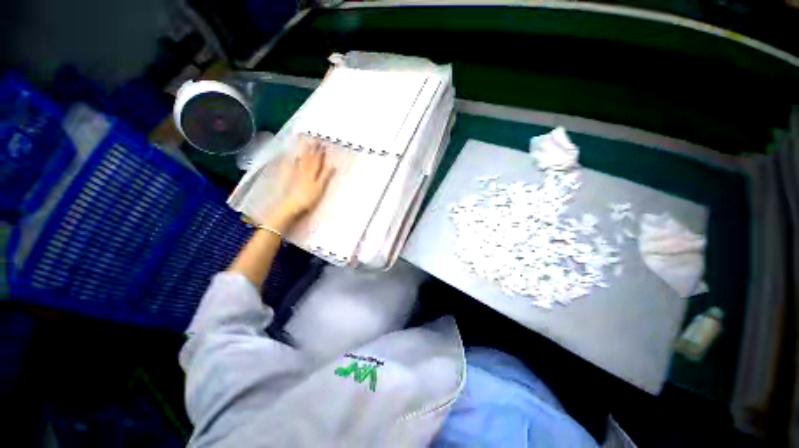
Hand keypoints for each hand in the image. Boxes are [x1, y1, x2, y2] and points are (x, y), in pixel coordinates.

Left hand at [269, 137, 334, 229]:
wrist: (291, 204)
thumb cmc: (309, 197)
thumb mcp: (320, 187)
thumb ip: (325, 175)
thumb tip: (333, 165)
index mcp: (312, 171)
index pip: (317, 159)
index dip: (321, 152)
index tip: (324, 144)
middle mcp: (304, 169)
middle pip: (309, 157)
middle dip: (313, 148)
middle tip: (315, 139)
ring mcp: (296, 172)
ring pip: (301, 159)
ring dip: (304, 150)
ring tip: (305, 142)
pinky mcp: (290, 177)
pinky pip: (292, 164)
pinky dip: (294, 159)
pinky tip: (294, 155)